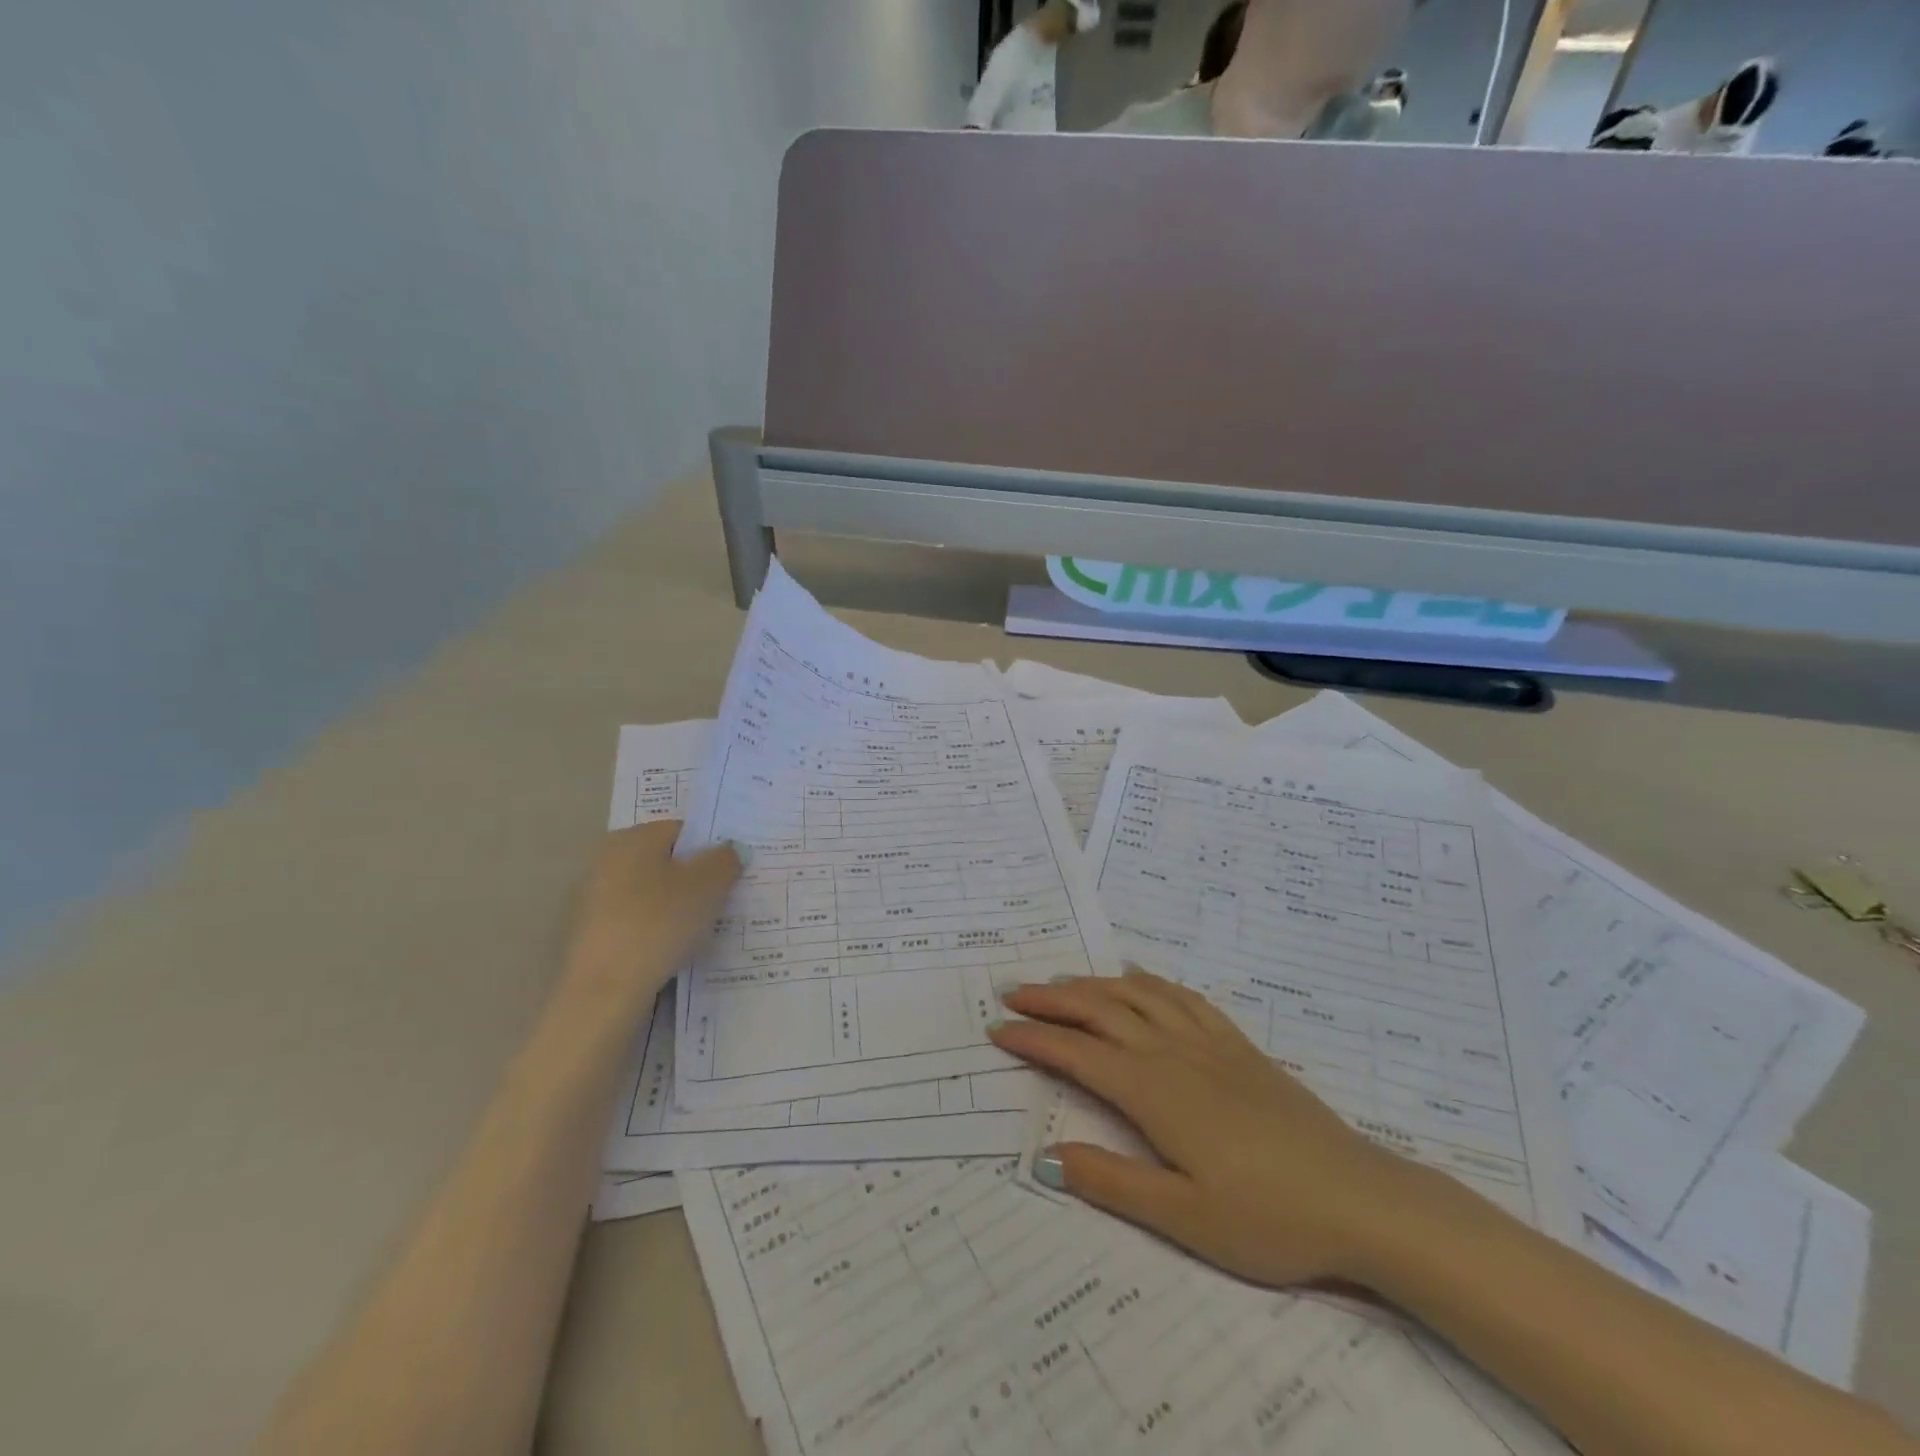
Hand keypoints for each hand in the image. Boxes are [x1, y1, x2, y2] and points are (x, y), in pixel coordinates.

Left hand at [562, 821, 741, 1006]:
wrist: (605, 990)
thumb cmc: (660, 923)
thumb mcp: (708, 886)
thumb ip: (725, 860)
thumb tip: (729, 850)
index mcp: (634, 838)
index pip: (683, 830)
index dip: (712, 848)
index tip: (732, 873)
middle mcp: (608, 859)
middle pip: (666, 861)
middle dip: (695, 877)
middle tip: (723, 899)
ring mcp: (595, 897)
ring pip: (652, 892)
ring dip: (677, 904)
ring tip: (703, 928)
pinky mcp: (592, 932)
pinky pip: (638, 919)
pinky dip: (657, 927)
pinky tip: (674, 948)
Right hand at [989, 970, 1423, 1289]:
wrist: (1359, 1198)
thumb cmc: (1268, 1217)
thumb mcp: (1184, 1218)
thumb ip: (1112, 1182)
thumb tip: (1046, 1156)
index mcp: (1154, 1091)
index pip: (1077, 1053)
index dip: (1035, 1039)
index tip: (998, 1030)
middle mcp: (1173, 1053)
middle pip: (1101, 1010)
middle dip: (1053, 999)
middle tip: (1015, 992)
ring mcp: (1209, 1043)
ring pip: (1138, 995)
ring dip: (1094, 983)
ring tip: (1063, 983)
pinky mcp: (1238, 1046)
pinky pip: (1184, 997)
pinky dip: (1150, 981)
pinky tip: (1138, 979)